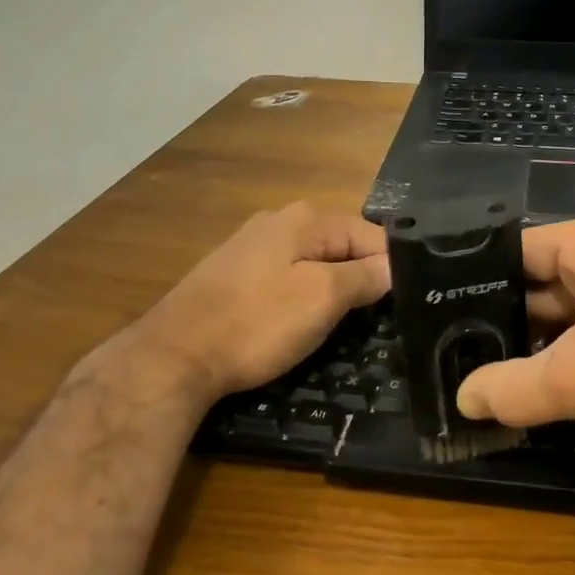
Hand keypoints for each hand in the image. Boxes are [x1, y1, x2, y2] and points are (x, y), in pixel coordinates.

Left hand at [80, 203, 389, 406]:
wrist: (174, 355)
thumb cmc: (257, 323)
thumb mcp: (323, 298)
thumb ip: (364, 276)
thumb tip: (395, 264)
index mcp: (305, 218)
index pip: (371, 234)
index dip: (390, 267)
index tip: (400, 304)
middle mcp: (279, 220)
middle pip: (341, 246)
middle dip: (360, 277)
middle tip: (373, 319)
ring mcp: (251, 245)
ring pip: (313, 262)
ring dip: (331, 288)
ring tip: (339, 324)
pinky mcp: (234, 272)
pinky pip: (285, 277)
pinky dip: (300, 295)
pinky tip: (296, 321)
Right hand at [456, 211, 574, 465]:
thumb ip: (513, 388)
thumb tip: (461, 399)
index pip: (518, 250)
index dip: (474, 283)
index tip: (436, 320)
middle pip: (541, 284)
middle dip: (504, 325)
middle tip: (454, 360)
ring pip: (570, 316)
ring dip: (538, 350)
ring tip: (485, 382)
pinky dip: (571, 361)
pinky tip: (541, 394)